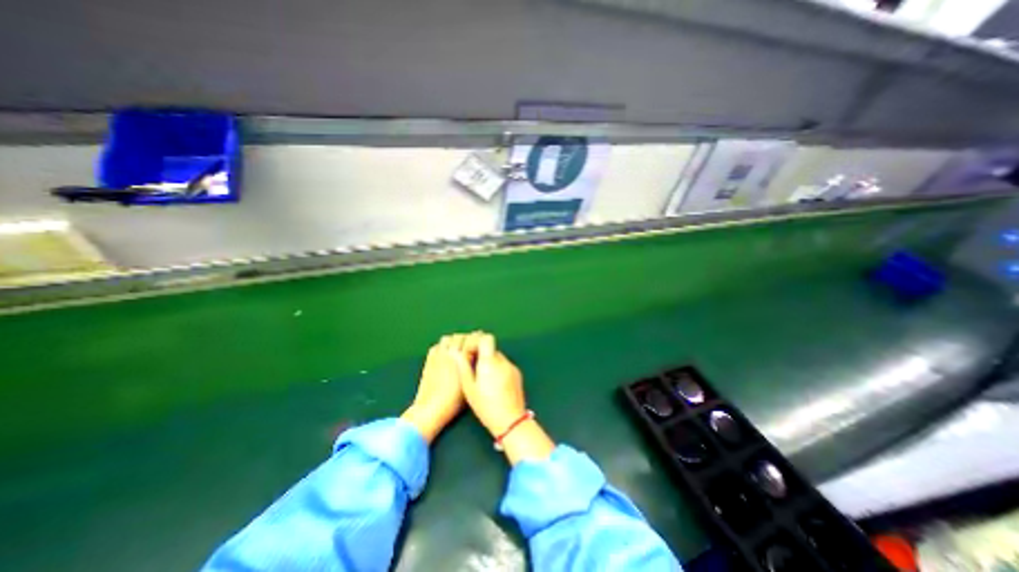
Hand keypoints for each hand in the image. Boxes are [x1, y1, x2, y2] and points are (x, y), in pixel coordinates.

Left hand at [401, 335, 475, 442]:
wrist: (431, 408)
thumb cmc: (454, 399)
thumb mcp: (470, 382)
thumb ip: (475, 366)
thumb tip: (478, 357)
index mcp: (462, 356)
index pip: (472, 338)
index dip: (477, 339)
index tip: (481, 344)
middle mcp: (449, 351)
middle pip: (460, 336)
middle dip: (466, 339)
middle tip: (470, 348)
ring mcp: (438, 354)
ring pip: (448, 338)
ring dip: (454, 341)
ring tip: (458, 350)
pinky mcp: (429, 359)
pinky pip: (438, 346)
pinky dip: (443, 347)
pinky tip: (446, 355)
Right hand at [463, 334, 525, 434]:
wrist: (511, 421)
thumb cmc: (486, 406)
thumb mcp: (469, 388)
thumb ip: (463, 367)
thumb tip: (455, 352)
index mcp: (490, 362)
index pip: (486, 338)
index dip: (476, 341)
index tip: (468, 353)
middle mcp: (502, 360)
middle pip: (490, 348)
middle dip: (480, 353)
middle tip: (471, 367)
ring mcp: (511, 366)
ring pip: (497, 357)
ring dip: (488, 362)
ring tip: (482, 378)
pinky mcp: (517, 373)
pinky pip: (504, 365)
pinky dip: (497, 368)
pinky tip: (493, 384)